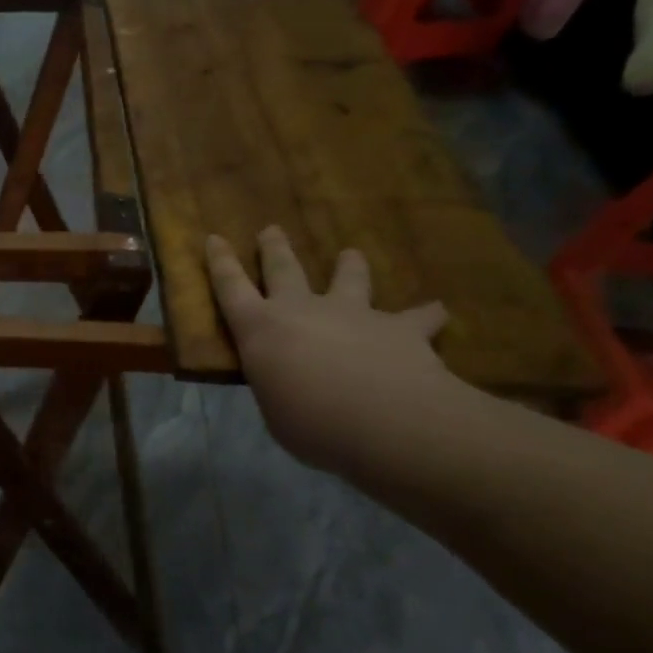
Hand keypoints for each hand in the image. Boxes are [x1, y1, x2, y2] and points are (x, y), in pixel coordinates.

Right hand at [206, 226, 455, 473]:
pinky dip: (425, 314)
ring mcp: (352, 314)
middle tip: (271, 229)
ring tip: (351, 254)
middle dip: (274, 248)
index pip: (230, 287)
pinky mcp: (399, 328)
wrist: (384, 420)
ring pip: (349, 278)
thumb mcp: (275, 410)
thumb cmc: (310, 423)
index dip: (221, 262)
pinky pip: (417, 317)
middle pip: (284, 269)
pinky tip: (438, 311)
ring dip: (349, 265)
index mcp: (260, 329)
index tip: (215, 238)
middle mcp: (302, 309)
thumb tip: (290, 386)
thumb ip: (280, 387)